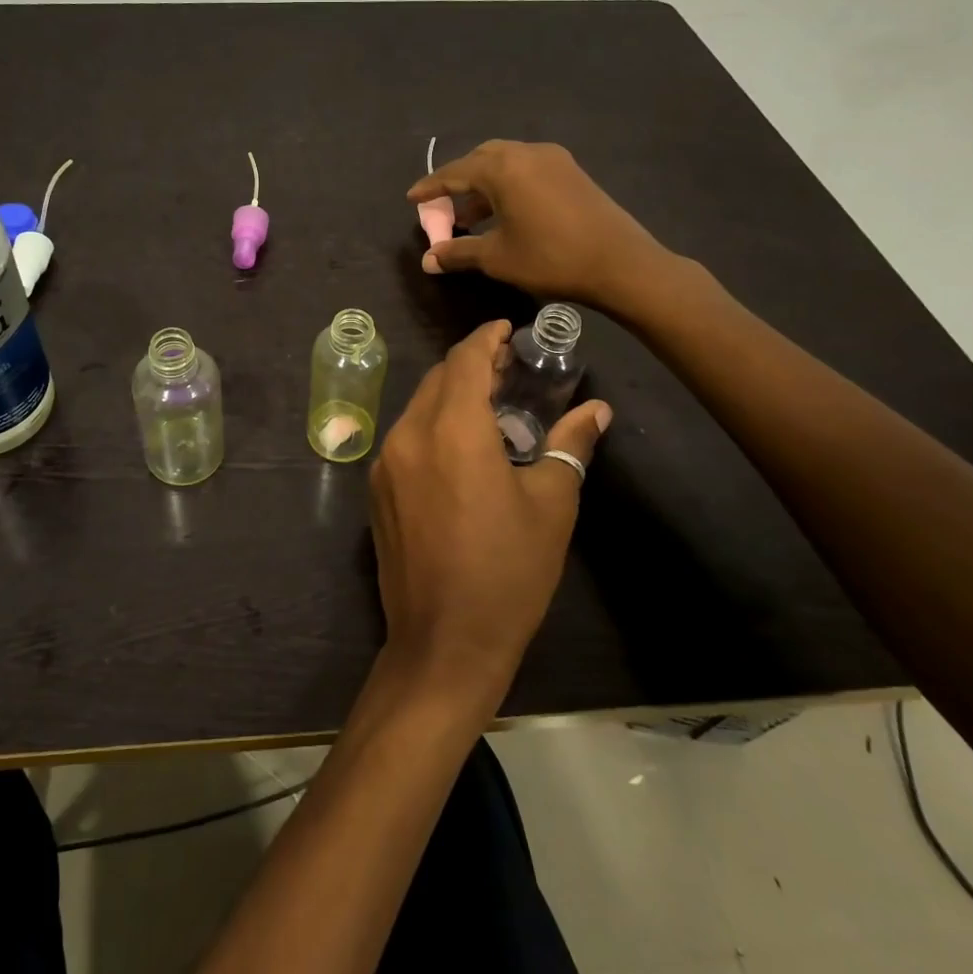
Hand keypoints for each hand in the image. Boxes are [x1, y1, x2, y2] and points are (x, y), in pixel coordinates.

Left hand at [369, 320, 612, 712]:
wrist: (443, 643)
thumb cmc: (507, 573)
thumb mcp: (551, 506)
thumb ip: (570, 446)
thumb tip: (596, 411)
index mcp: (452, 430)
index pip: (465, 360)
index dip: (486, 338)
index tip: (508, 330)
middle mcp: (409, 434)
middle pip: (438, 378)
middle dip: (471, 364)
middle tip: (509, 369)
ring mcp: (385, 461)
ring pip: (419, 404)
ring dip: (451, 394)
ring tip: (490, 405)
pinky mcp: (376, 487)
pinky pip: (406, 435)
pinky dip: (432, 423)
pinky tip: (460, 445)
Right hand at [407, 140, 683, 322]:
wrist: (621, 264)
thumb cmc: (551, 259)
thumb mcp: (497, 258)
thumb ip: (458, 252)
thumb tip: (428, 260)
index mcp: (502, 169)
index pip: (454, 173)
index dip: (430, 188)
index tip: (412, 199)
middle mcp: (525, 153)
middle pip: (480, 159)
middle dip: (458, 182)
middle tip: (444, 207)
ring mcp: (553, 159)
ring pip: (505, 162)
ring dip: (484, 185)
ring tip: (472, 216)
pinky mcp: (571, 171)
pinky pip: (526, 169)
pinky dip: (507, 185)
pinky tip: (505, 213)